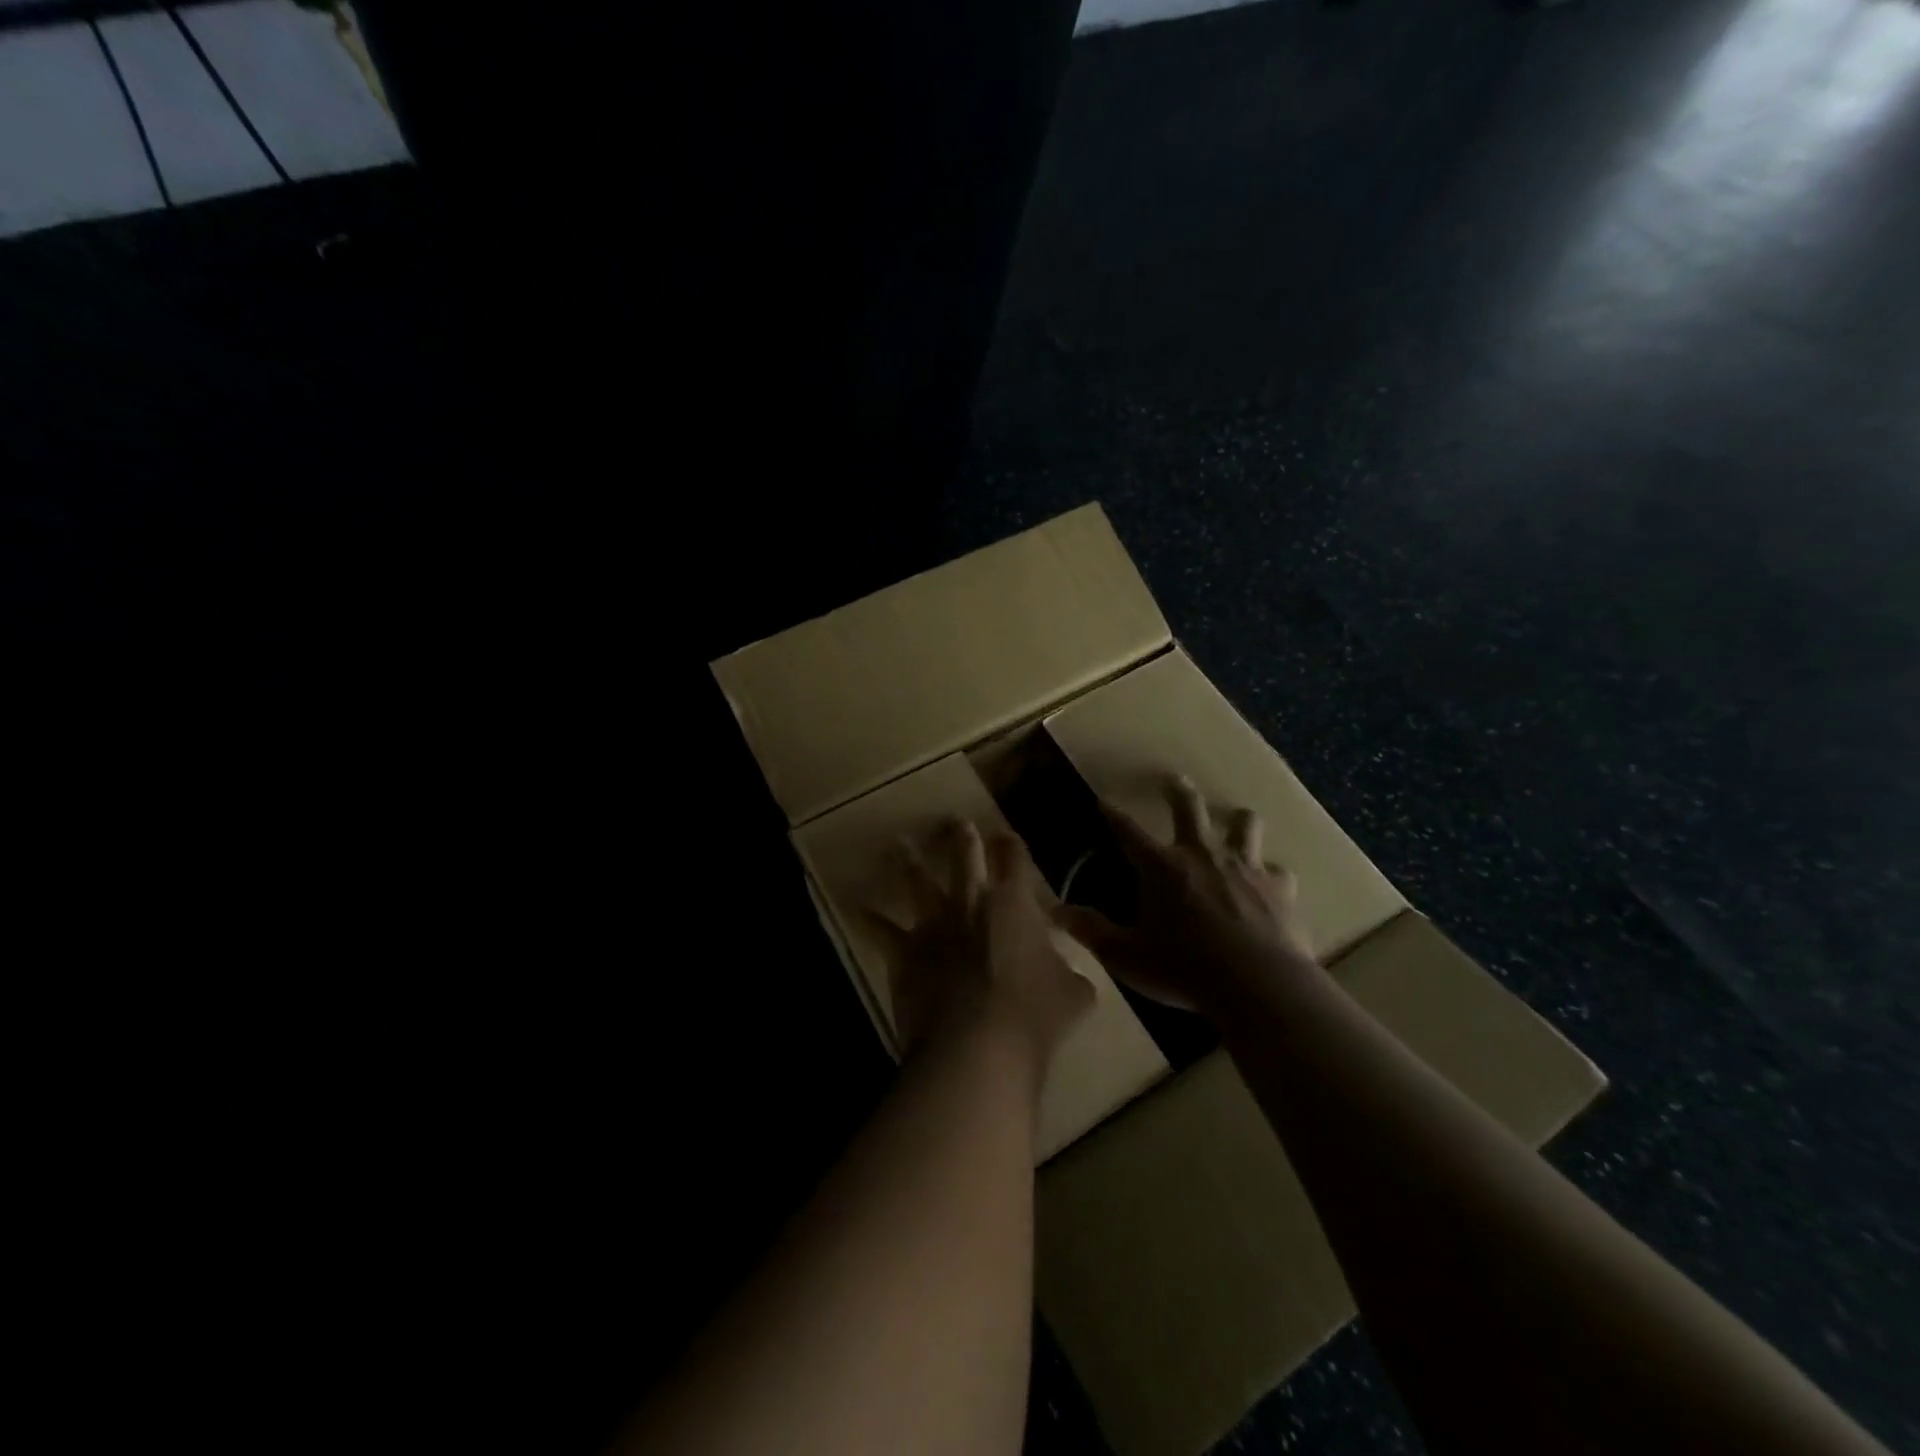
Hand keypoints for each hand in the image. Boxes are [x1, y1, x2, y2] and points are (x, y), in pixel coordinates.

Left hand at [863, 820, 1094, 1068]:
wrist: (977, 1046)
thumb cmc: (1033, 1015)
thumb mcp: (1073, 996)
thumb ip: (1072, 978)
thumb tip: (1074, 978)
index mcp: (1013, 904)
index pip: (1014, 860)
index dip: (1010, 845)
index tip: (1005, 836)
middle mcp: (971, 903)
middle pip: (964, 858)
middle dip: (961, 838)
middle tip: (955, 822)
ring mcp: (934, 925)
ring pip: (917, 883)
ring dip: (907, 862)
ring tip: (897, 845)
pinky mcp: (905, 953)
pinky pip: (882, 931)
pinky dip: (869, 919)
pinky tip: (858, 908)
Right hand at [1055, 776, 1315, 1014]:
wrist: (1257, 985)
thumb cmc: (1183, 969)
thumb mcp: (1126, 956)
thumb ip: (1092, 931)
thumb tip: (1055, 911)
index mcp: (1161, 868)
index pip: (1128, 831)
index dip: (1114, 815)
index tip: (1104, 800)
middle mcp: (1202, 855)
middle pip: (1189, 808)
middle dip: (1178, 791)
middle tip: (1174, 780)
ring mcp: (1245, 867)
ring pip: (1245, 826)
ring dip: (1238, 821)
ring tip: (1237, 820)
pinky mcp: (1279, 888)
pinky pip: (1278, 872)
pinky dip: (1271, 875)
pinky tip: (1271, 885)